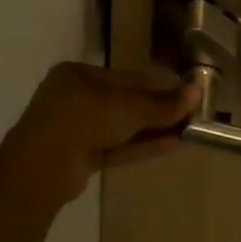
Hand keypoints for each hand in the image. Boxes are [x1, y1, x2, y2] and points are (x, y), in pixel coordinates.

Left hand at [5, 63, 199, 203]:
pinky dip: (142, 146)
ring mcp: (76, 130)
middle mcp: (75, 98)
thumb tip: (197, 92)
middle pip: (125, 103)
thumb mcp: (129, 107)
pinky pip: (117, 147)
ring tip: (188, 132)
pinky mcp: (81, 158)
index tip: (186, 94)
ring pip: (122, 128)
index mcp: (78, 75)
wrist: (43, 166)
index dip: (158, 87)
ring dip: (154, 130)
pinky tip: (173, 145)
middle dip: (157, 111)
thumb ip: (162, 104)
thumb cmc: (84, 117)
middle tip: (191, 116)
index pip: (126, 78)